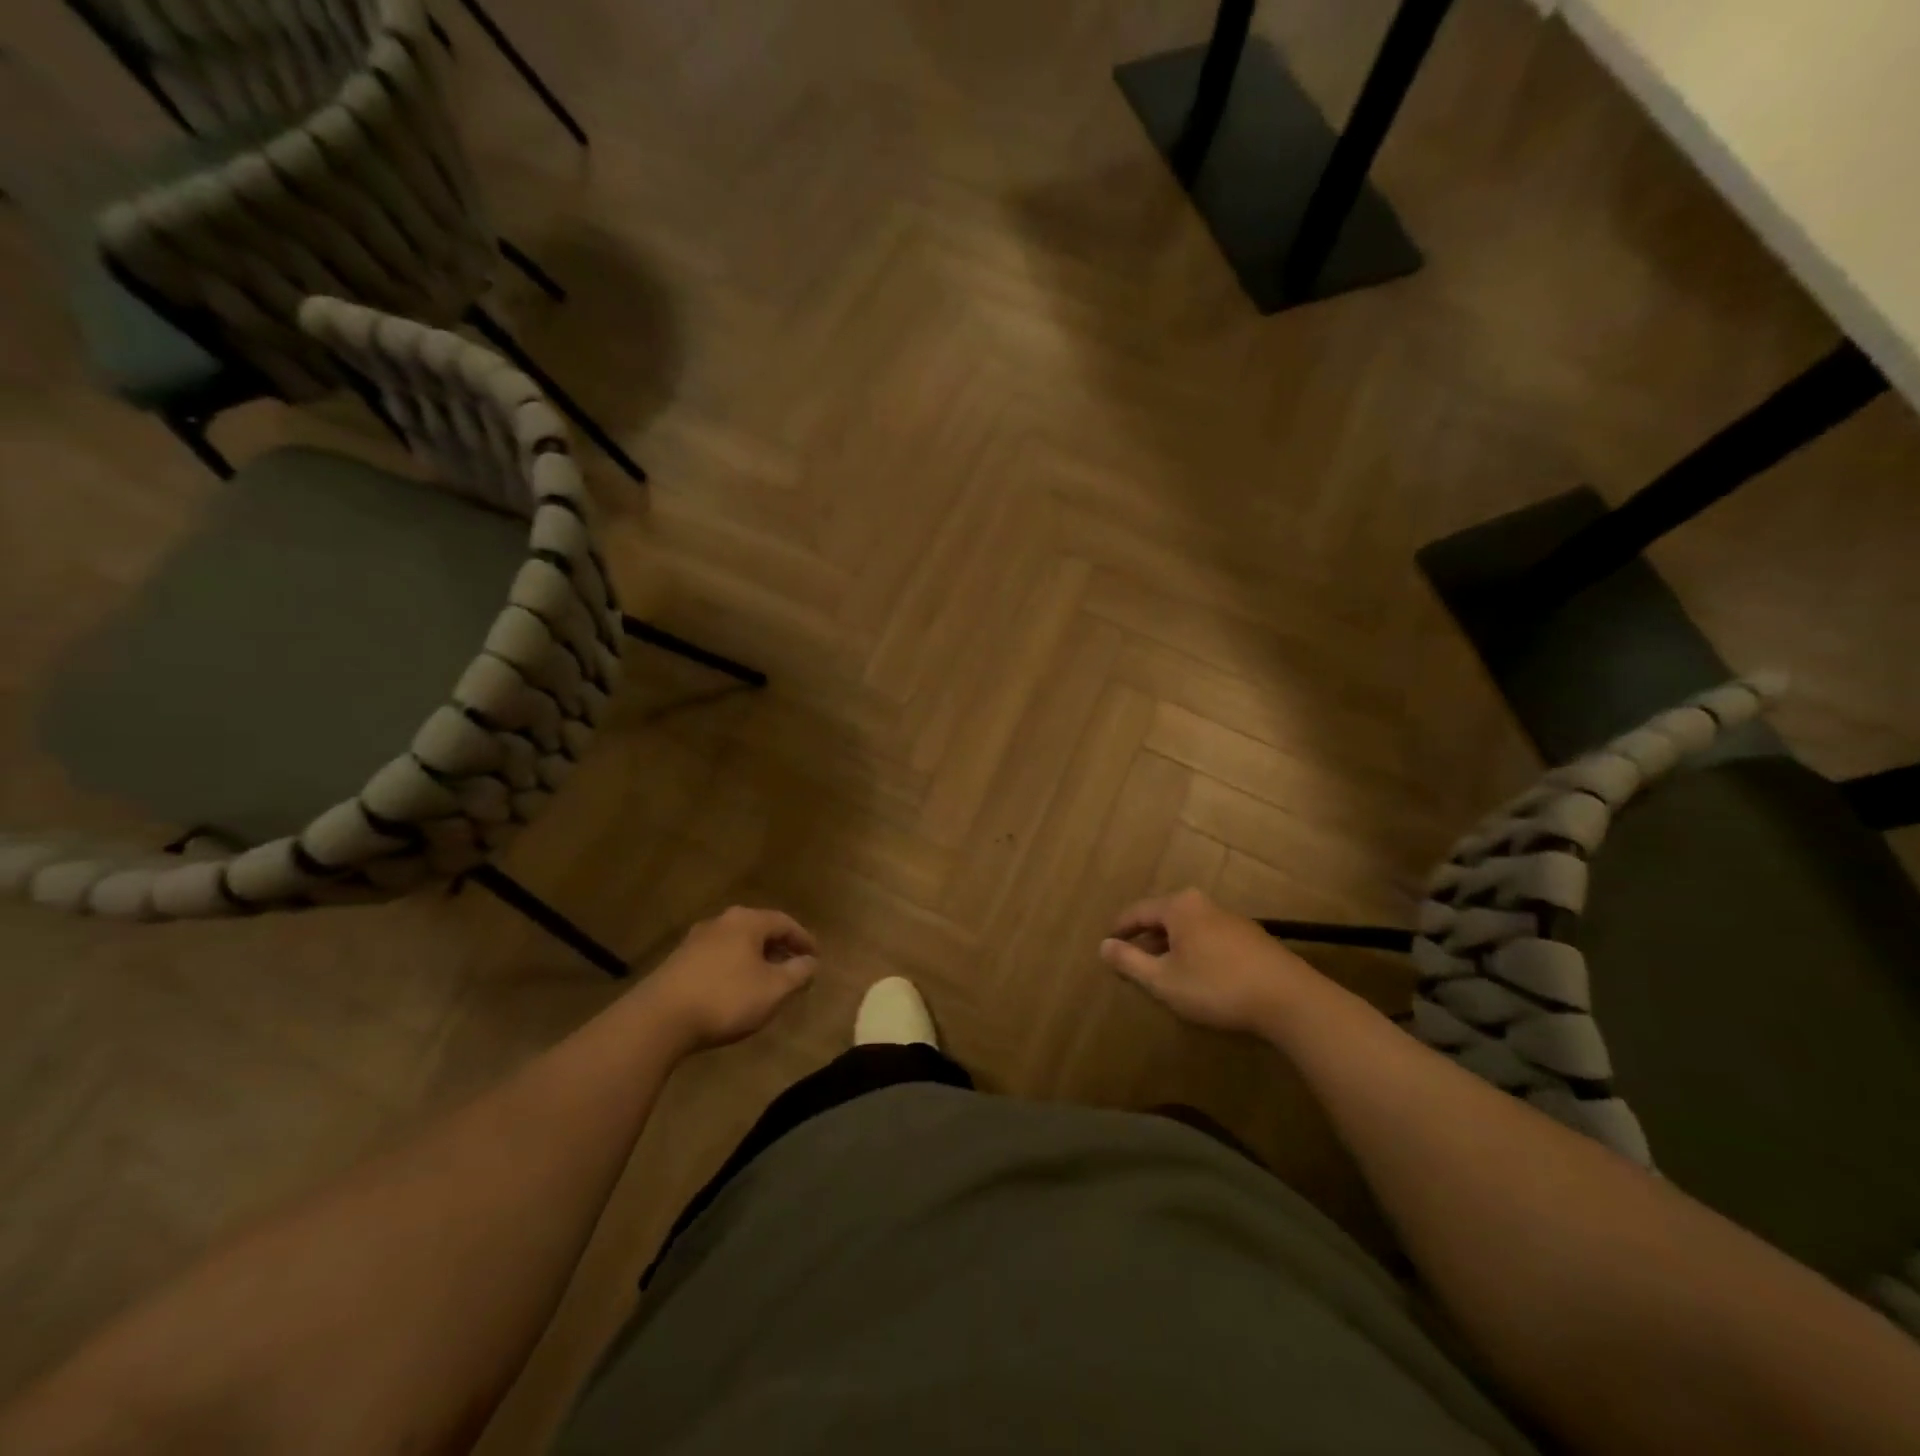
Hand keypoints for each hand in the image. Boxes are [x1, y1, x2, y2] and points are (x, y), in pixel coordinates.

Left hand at [641, 907, 818, 1051]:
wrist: (658, 1020)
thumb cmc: (726, 998)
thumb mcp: (773, 990)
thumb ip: (798, 973)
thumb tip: (811, 961)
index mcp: (747, 921)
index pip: (785, 922)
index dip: (804, 940)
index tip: (816, 957)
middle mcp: (722, 921)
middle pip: (759, 929)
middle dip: (779, 948)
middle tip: (794, 967)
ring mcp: (696, 939)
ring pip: (737, 943)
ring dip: (756, 958)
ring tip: (767, 980)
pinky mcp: (678, 961)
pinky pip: (718, 957)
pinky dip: (734, 967)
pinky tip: (736, 989)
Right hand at [1100, 888, 1321, 1036]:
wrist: (1289, 999)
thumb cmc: (1217, 986)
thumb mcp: (1164, 980)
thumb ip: (1130, 962)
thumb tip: (1103, 946)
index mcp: (1179, 907)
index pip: (1137, 911)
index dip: (1119, 929)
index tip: (1106, 944)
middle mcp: (1202, 903)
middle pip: (1163, 916)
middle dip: (1145, 938)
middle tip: (1131, 960)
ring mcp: (1230, 918)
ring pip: (1187, 927)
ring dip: (1170, 946)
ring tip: (1161, 970)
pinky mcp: (1250, 937)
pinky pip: (1207, 936)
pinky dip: (1193, 950)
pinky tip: (1196, 974)